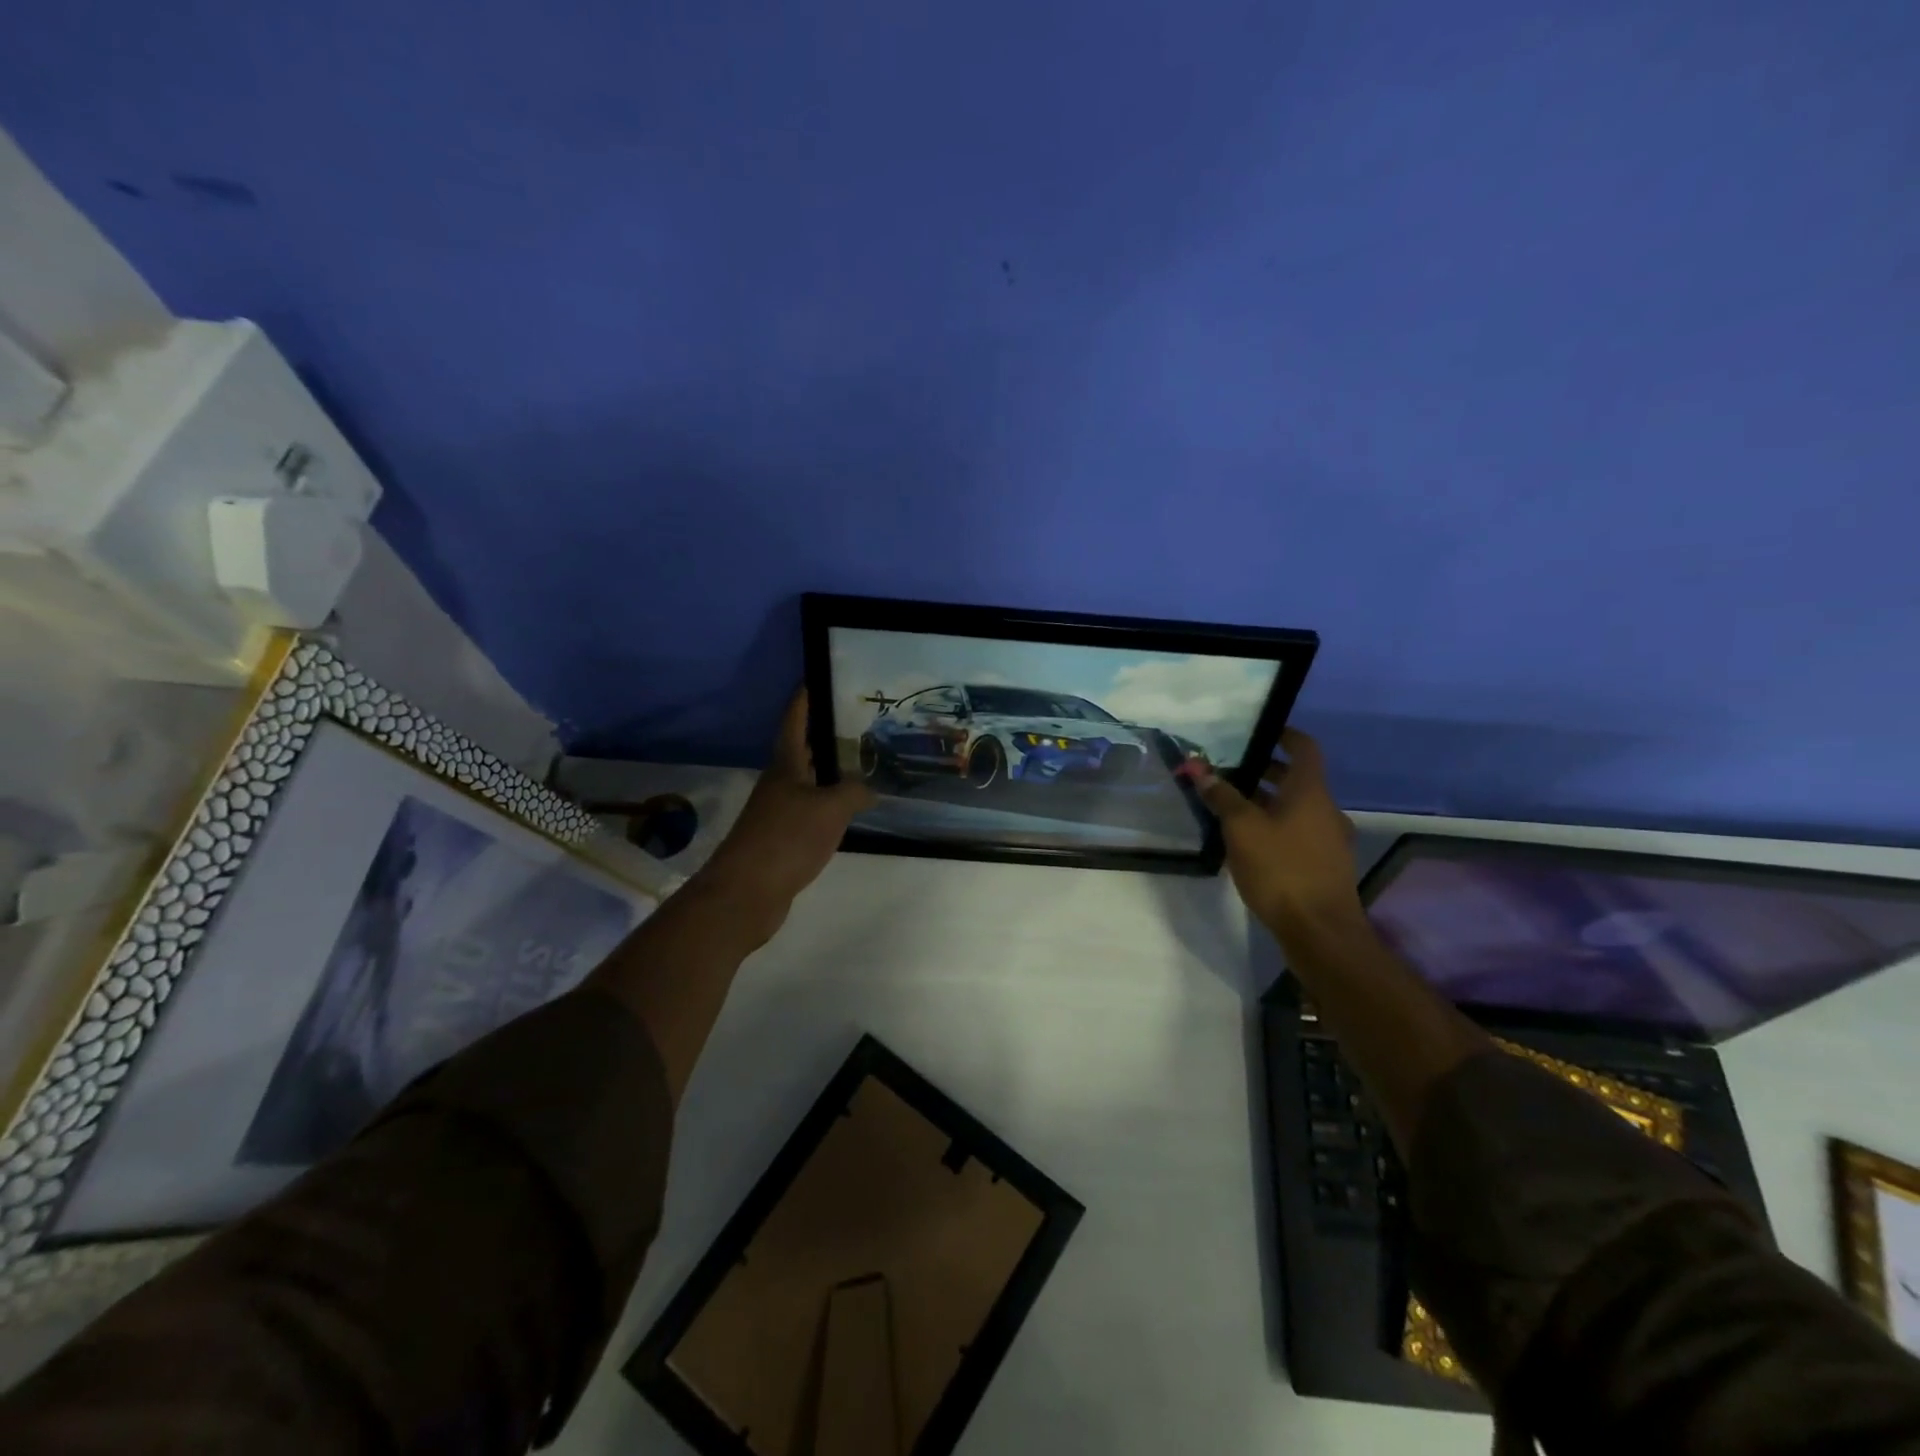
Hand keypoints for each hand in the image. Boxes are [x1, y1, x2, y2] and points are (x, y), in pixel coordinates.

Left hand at [694, 690, 875, 941]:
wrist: (747, 892)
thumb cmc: (786, 839)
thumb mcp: (830, 809)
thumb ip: (853, 792)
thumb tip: (868, 788)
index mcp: (786, 766)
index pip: (794, 722)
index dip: (804, 699)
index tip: (814, 678)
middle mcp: (779, 784)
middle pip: (801, 751)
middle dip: (823, 735)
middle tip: (854, 722)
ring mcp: (777, 812)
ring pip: (807, 783)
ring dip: (828, 773)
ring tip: (860, 764)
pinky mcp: (781, 839)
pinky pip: (810, 812)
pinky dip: (828, 806)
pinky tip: (847, 812)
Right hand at [1192, 730, 1365, 938]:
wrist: (1320, 931)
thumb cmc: (1281, 869)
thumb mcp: (1242, 828)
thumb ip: (1222, 796)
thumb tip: (1201, 769)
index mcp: (1311, 792)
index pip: (1304, 748)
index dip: (1284, 735)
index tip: (1260, 731)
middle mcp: (1326, 809)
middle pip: (1297, 779)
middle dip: (1265, 772)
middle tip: (1230, 772)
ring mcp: (1330, 839)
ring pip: (1296, 808)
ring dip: (1267, 802)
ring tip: (1231, 808)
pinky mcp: (1325, 865)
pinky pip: (1298, 833)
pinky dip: (1276, 827)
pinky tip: (1249, 843)